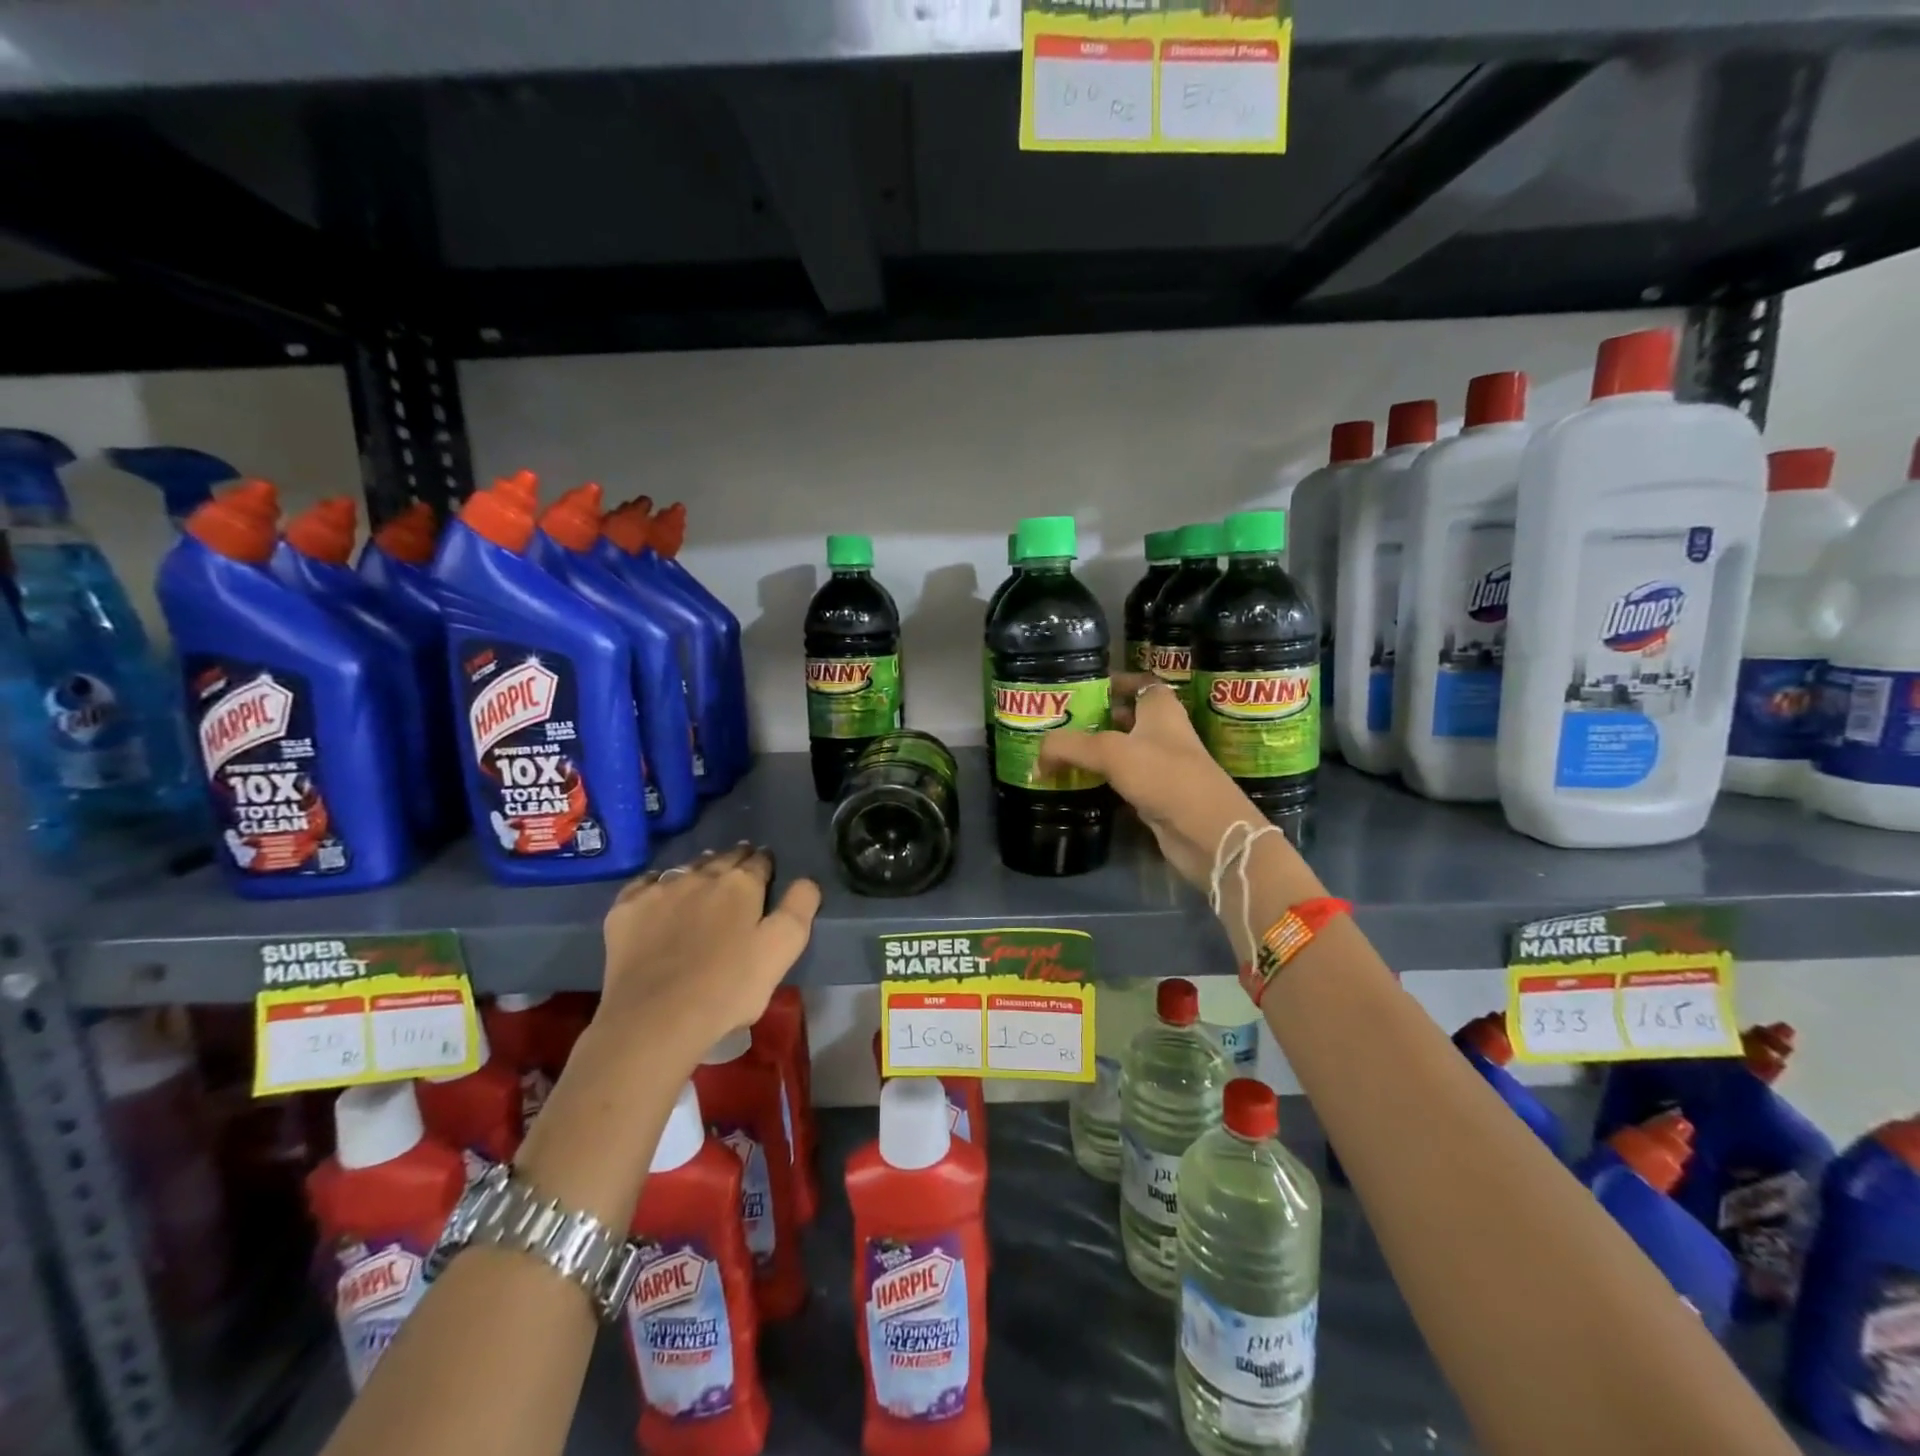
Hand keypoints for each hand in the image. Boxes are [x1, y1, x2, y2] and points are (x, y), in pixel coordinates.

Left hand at [598, 844, 821, 1060]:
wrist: (655, 1019)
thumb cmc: (729, 987)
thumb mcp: (782, 950)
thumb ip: (800, 908)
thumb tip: (806, 881)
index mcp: (741, 884)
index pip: (759, 862)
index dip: (766, 863)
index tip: (768, 866)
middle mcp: (700, 876)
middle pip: (723, 858)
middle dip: (735, 859)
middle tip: (740, 864)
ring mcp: (659, 890)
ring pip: (686, 868)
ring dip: (700, 868)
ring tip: (705, 874)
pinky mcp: (625, 911)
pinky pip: (646, 883)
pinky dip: (658, 883)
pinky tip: (659, 892)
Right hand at [1038, 673, 1253, 887]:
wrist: (1205, 830)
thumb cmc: (1164, 775)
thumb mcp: (1109, 751)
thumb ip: (1068, 747)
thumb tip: (1037, 760)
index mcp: (1161, 708)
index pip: (1140, 683)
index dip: (1115, 682)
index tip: (1084, 689)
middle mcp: (1164, 732)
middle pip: (1128, 717)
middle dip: (1097, 719)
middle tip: (1061, 724)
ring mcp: (1163, 766)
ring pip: (1124, 751)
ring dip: (1097, 752)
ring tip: (1061, 754)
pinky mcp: (1158, 796)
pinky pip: (1124, 781)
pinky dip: (1104, 781)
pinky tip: (1079, 784)